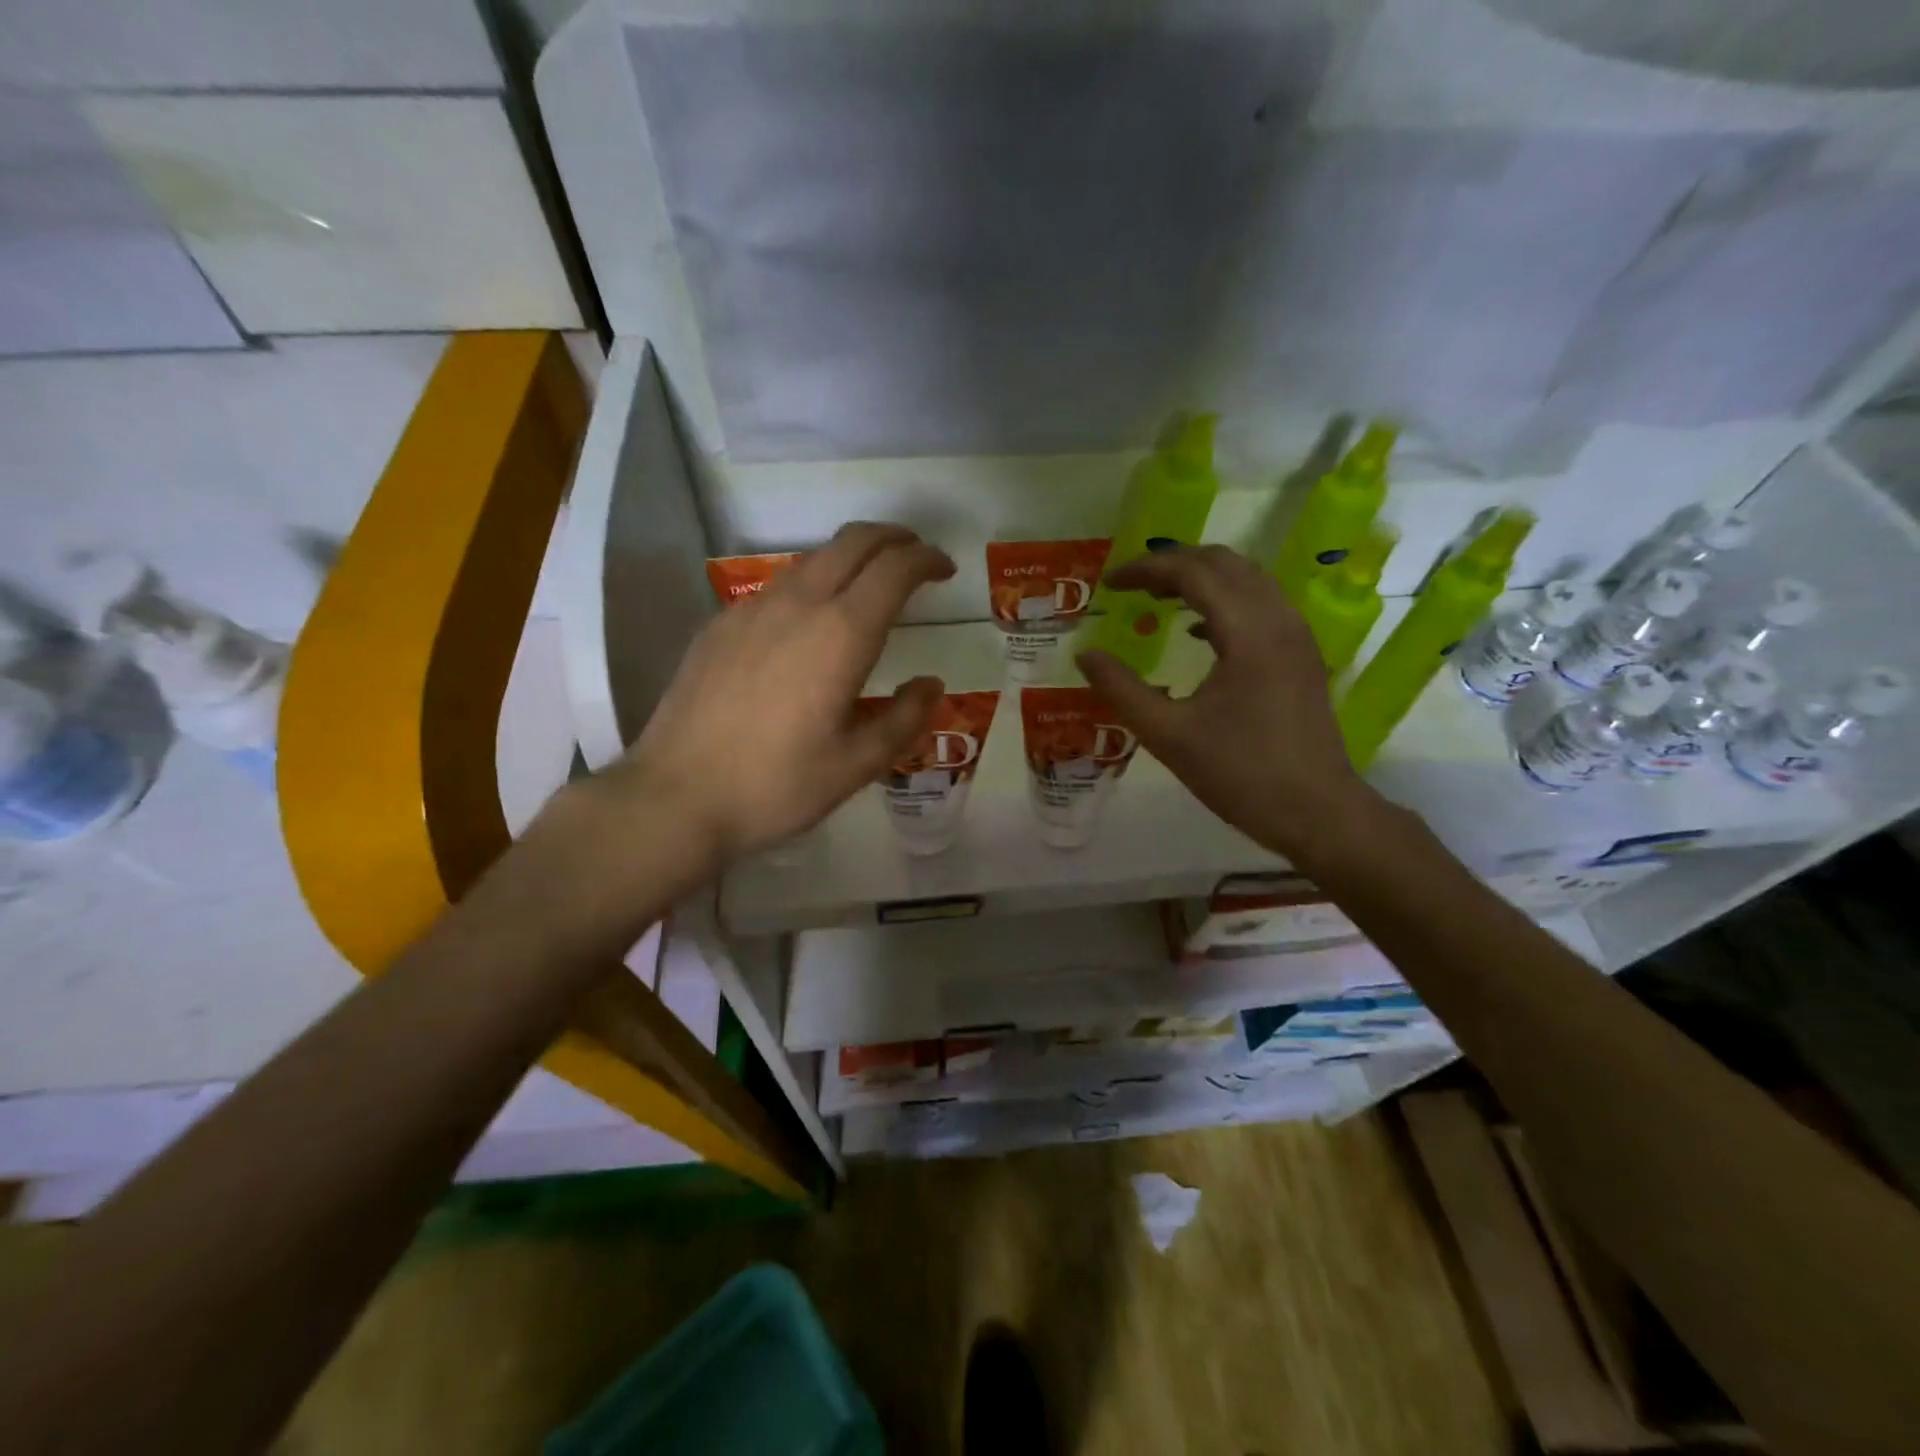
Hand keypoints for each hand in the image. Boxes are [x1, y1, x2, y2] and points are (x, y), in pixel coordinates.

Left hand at [603, 523, 952, 865]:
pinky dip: (812, 583)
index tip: (945, 569)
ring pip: (813, 559)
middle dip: (893, 538)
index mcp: (841, 635)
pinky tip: (810, 622)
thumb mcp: (857, 765)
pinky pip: (779, 586)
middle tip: (916, 557)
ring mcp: (752, 610)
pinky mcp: (721, 625)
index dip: (926, 559)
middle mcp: (798, 605)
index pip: (894, 569)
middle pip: (853, 542)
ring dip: (851, 558)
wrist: (675, 796)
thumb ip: (904, 718)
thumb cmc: (776, 785)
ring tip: (869, 586)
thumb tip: (930, 684)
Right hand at [1076, 545, 1372, 862]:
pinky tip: (1197, 631)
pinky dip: (1224, 602)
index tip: (1109, 584)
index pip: (1193, 573)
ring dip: (1201, 579)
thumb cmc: (1240, 774)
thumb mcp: (1168, 735)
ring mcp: (1297, 637)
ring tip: (1159, 598)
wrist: (1317, 813)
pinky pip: (1261, 605)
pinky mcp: (1302, 657)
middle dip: (1174, 564)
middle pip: (1225, 564)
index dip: (1146, 570)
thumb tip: (1085, 656)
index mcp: (1248, 633)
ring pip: (1248, 580)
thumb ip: (1121, 690)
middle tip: (1132, 586)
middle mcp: (1279, 621)